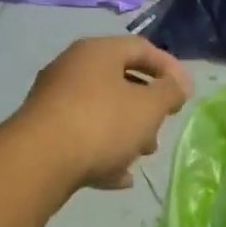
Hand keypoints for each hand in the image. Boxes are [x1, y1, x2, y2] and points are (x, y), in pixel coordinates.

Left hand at [17, 36, 192, 190]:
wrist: (39, 161)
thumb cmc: (102, 123)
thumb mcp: (149, 106)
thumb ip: (170, 93)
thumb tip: (178, 85)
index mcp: (97, 52)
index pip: (142, 48)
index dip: (169, 68)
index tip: (186, 93)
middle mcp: (72, 69)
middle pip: (120, 81)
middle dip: (147, 107)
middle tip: (162, 126)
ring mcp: (54, 101)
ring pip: (102, 112)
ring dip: (128, 132)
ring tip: (142, 155)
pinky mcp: (43, 132)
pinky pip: (83, 137)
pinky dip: (104, 153)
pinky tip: (120, 178)